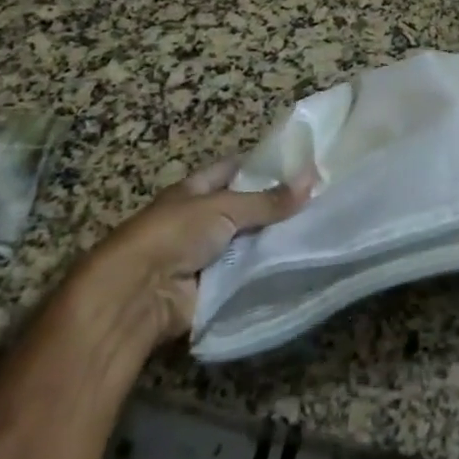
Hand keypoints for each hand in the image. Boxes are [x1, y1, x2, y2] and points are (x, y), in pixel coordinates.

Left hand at [71, 159, 314, 346]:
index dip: (265, 164)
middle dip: (278, 205)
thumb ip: (268, 200)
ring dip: (275, 240)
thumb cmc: (174, 234)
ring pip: (250, 241)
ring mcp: (207, 254)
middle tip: (321, 198)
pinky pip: (247, 274)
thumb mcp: (223, 207)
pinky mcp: (214, 287)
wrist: (137, 295)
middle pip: (246, 207)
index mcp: (196, 189)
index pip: (235, 168)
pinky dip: (267, 271)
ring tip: (320, 229)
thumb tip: (313, 180)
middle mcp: (202, 218)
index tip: (302, 163)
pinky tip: (301, 263)